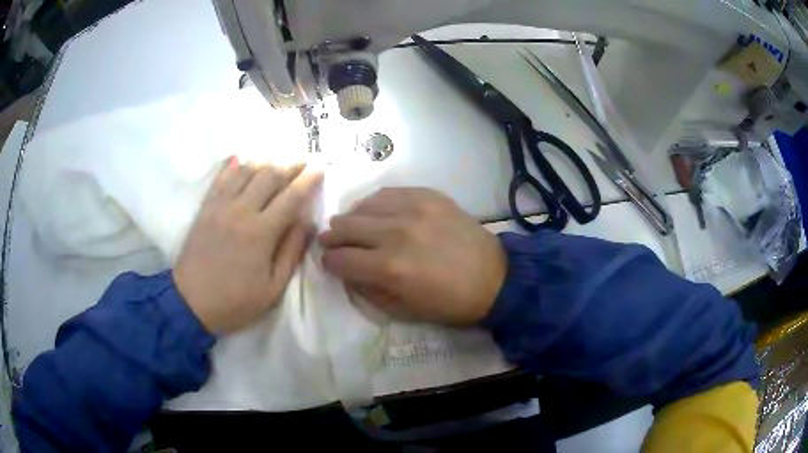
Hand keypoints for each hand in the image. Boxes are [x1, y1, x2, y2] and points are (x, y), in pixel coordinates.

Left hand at [174, 157, 322, 333]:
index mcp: (261, 232)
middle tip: (304, 158)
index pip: (291, 196)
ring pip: (246, 171)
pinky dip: (232, 164)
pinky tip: (240, 157)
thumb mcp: (273, 288)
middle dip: (291, 164)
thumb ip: (291, 252)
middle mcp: (241, 210)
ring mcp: (220, 206)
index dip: (308, 180)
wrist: (191, 302)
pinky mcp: (206, 208)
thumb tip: (308, 223)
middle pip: (270, 176)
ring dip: (265, 160)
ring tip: (278, 157)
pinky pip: (220, 178)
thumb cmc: (235, 301)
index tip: (321, 168)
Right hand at [319, 188, 505, 325]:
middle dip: (333, 238)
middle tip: (332, 242)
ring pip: (363, 206)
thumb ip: (368, 291)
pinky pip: (388, 192)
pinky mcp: (428, 195)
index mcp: (389, 268)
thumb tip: (346, 273)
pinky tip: (376, 212)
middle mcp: (396, 233)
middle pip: (345, 227)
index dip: (329, 263)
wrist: (494, 278)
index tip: (330, 263)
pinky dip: (375, 203)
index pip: (340, 259)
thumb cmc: (449, 303)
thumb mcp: (403, 311)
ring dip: (352, 219)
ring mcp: (413, 209)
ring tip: (353, 226)